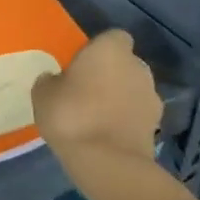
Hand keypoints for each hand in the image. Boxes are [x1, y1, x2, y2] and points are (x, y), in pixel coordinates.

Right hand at [32, 30, 163, 152]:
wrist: (106, 162)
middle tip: (87, 90)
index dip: (98, 48)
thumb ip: (51, 81)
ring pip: (133, 89)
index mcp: (110, 49)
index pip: (112, 37)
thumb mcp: (43, 94)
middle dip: (111, 73)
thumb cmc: (70, 115)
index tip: (82, 63)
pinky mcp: (157, 125)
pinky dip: (126, 119)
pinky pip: (137, 114)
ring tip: (96, 116)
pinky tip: (107, 134)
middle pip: (125, 63)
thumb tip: (55, 79)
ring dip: (120, 97)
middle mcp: (137, 66)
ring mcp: (152, 96)